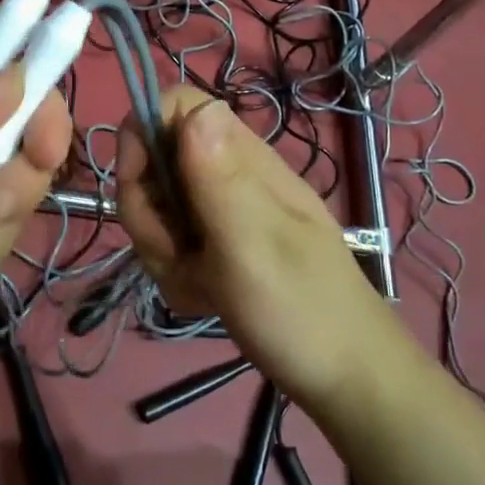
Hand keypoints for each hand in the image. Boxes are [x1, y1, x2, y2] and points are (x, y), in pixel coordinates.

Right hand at [118, 87, 403, 414]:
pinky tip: (206, 298)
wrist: (345, 379)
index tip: (139, 186)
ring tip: (199, 285)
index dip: (142, 133)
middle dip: (148, 211)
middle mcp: (227, 173)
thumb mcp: (254, 245)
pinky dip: (177, 274)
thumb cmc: (302, 310)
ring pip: (157, 207)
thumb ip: (220, 179)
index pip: (175, 105)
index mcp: (241, 158)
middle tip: (175, 253)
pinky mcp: (218, 245)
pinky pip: (171, 244)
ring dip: (162, 249)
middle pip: (154, 160)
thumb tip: (197, 107)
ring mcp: (222, 210)